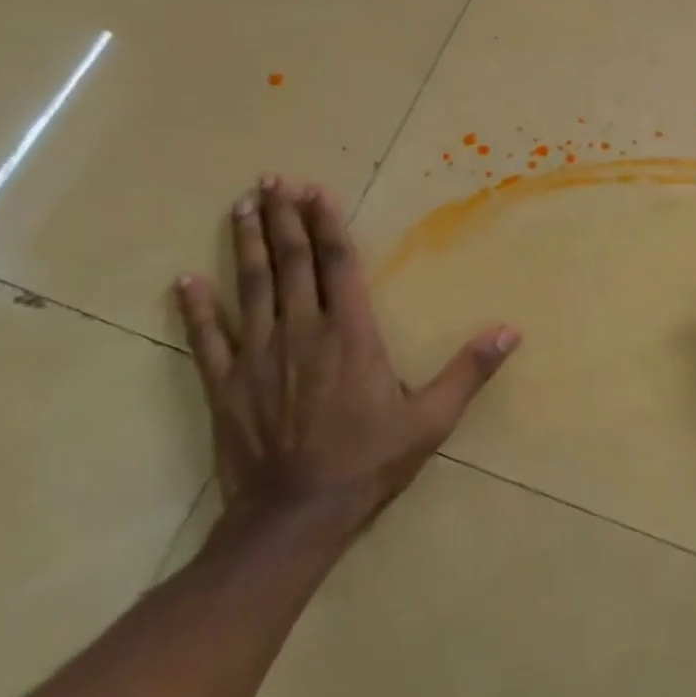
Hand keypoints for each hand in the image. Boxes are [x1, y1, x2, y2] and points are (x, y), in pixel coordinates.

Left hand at [175, 176, 518, 545]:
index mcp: (351, 335)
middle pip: (292, 263)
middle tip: (271, 179)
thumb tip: (510, 331)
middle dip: (282, 218)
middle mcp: (302, 332)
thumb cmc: (368, 462)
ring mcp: (258, 356)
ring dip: (245, 244)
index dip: (326, 224)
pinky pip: (207, 337)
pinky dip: (195, 308)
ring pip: (251, 287)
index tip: (313, 190)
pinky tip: (185, 280)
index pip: (338, 265)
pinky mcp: (226, 384)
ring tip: (240, 206)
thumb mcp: (431, 420)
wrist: (294, 517)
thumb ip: (468, 371)